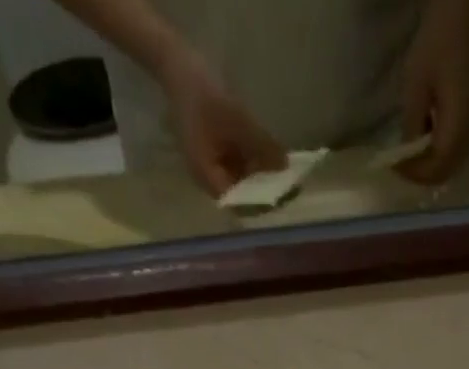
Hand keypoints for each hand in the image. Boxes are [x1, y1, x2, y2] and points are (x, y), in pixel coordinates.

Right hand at [160, 51, 285, 196]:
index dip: (259, 203)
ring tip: (284, 175)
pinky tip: (271, 159)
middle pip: (240, 196)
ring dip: (261, 179)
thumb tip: (285, 166)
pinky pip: (239, 166)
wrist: (179, 64)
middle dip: (263, 192)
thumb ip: (261, 144)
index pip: (237, 203)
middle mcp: (209, 178)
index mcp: (207, 176)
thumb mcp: (237, 119)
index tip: (281, 199)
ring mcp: (213, 167)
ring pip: (242, 182)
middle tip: (289, 189)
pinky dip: (254, 164)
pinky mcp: (217, 154)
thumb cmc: (204, 93)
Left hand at [398, 0, 468, 184]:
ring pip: (451, 163)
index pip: (436, 168)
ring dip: (430, 164)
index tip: (395, 166)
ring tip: (410, 153)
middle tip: (401, 164)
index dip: (415, 174)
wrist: (463, 15)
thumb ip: (413, 125)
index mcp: (457, 126)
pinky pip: (455, 148)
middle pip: (446, 171)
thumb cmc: (437, 43)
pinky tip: (425, 136)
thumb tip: (407, 156)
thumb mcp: (416, 85)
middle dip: (422, 173)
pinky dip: (438, 152)